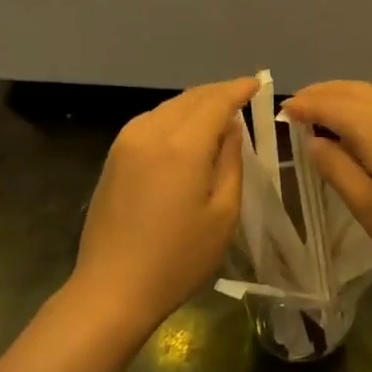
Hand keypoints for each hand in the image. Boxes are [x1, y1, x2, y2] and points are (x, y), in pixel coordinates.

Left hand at [72, 77, 258, 327]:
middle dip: (218, 93)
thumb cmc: (178, 258)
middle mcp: (151, 131)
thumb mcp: (223, 214)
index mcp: (182, 144)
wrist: (112, 289)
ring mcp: (126, 142)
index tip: (259, 83)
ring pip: (169, 107)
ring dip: (196, 104)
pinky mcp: (114, 156)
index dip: (239, 89)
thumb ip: (231, 161)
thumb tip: (231, 127)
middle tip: (243, 96)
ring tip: (219, 113)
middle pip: (191, 98)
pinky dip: (175, 117)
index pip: (216, 100)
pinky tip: (187, 132)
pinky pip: (151, 121)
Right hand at [283, 81, 371, 293]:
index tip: (283, 112)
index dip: (305, 105)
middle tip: (299, 108)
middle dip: (323, 94)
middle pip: (353, 90)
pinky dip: (368, 108)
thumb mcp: (366, 205)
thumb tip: (315, 140)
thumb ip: (335, 167)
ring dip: (346, 98)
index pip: (331, 103)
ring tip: (325, 115)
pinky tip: (363, 128)